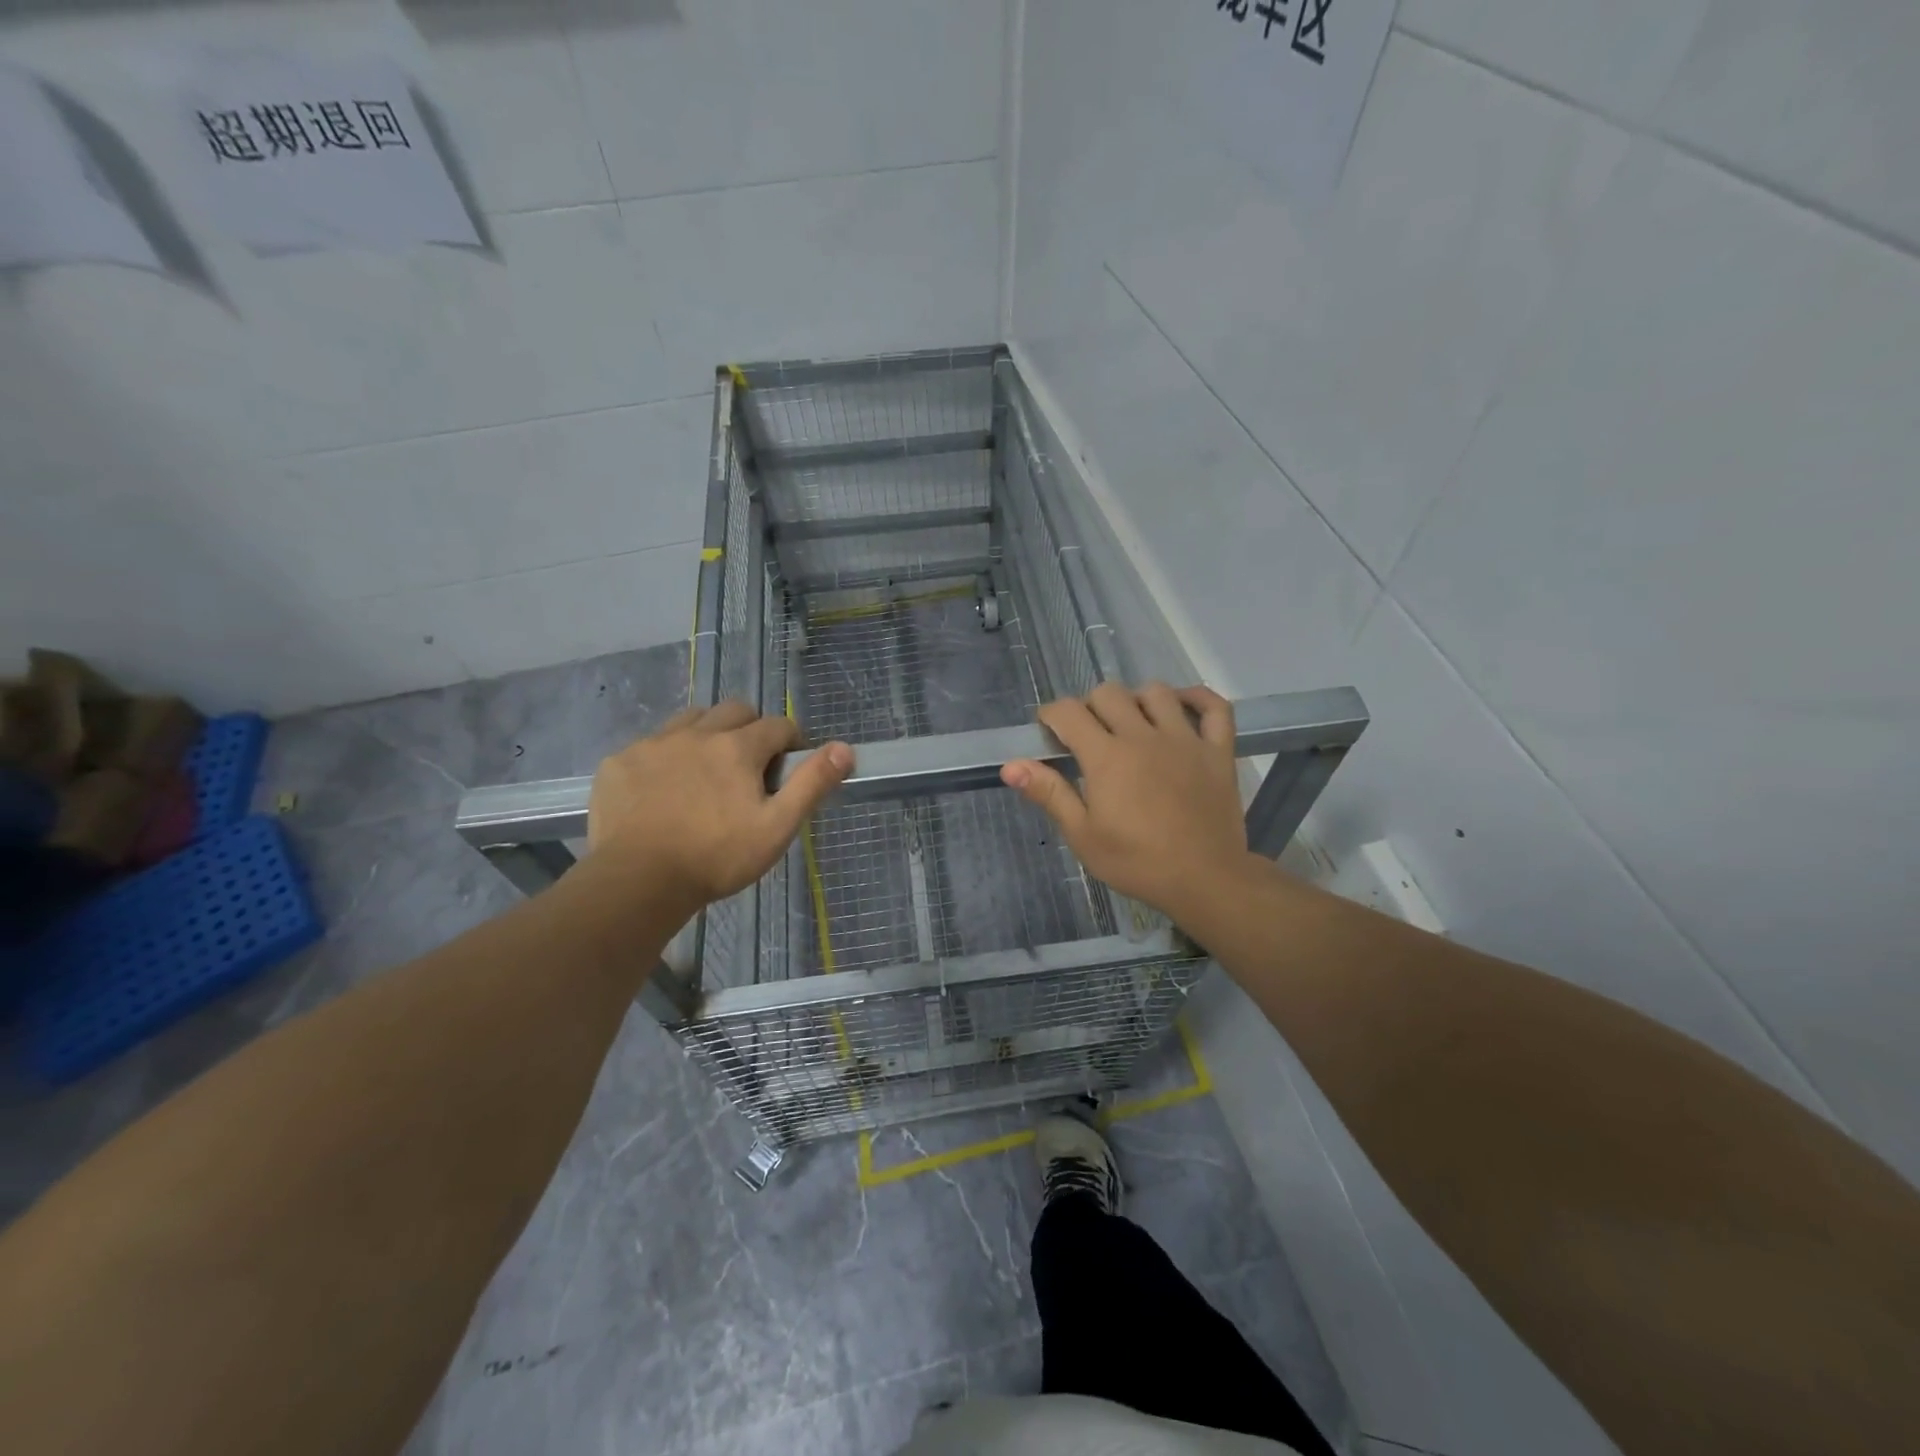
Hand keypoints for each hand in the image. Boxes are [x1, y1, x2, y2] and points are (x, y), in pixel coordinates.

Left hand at [588, 702, 852, 907]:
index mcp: (738, 746)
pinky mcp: (620, 762)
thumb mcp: (777, 827)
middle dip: (751, 729)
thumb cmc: (716, 857)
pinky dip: (667, 757)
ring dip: (708, 734)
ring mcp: (653, 744)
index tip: (789, 768)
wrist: (637, 882)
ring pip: (691, 720)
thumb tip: (844, 748)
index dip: (792, 742)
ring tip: (708, 772)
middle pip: (735, 710)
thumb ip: (812, 784)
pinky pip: (651, 744)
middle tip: (750, 769)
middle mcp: (696, 733)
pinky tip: (664, 790)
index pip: (779, 725)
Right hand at [1001, 682, 1250, 925]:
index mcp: (1107, 756)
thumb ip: (1049, 793)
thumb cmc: (1136, 862)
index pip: (1069, 712)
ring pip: (1156, 692)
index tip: (1048, 732)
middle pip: (1109, 693)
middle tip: (1088, 735)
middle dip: (1090, 706)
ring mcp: (1185, 739)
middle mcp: (1143, 736)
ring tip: (1131, 723)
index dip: (1051, 715)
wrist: (1204, 880)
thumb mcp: (1082, 835)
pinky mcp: (1217, 750)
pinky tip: (1182, 707)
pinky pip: (1214, 707)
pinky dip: (1197, 698)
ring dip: (1136, 700)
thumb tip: (1011, 765)